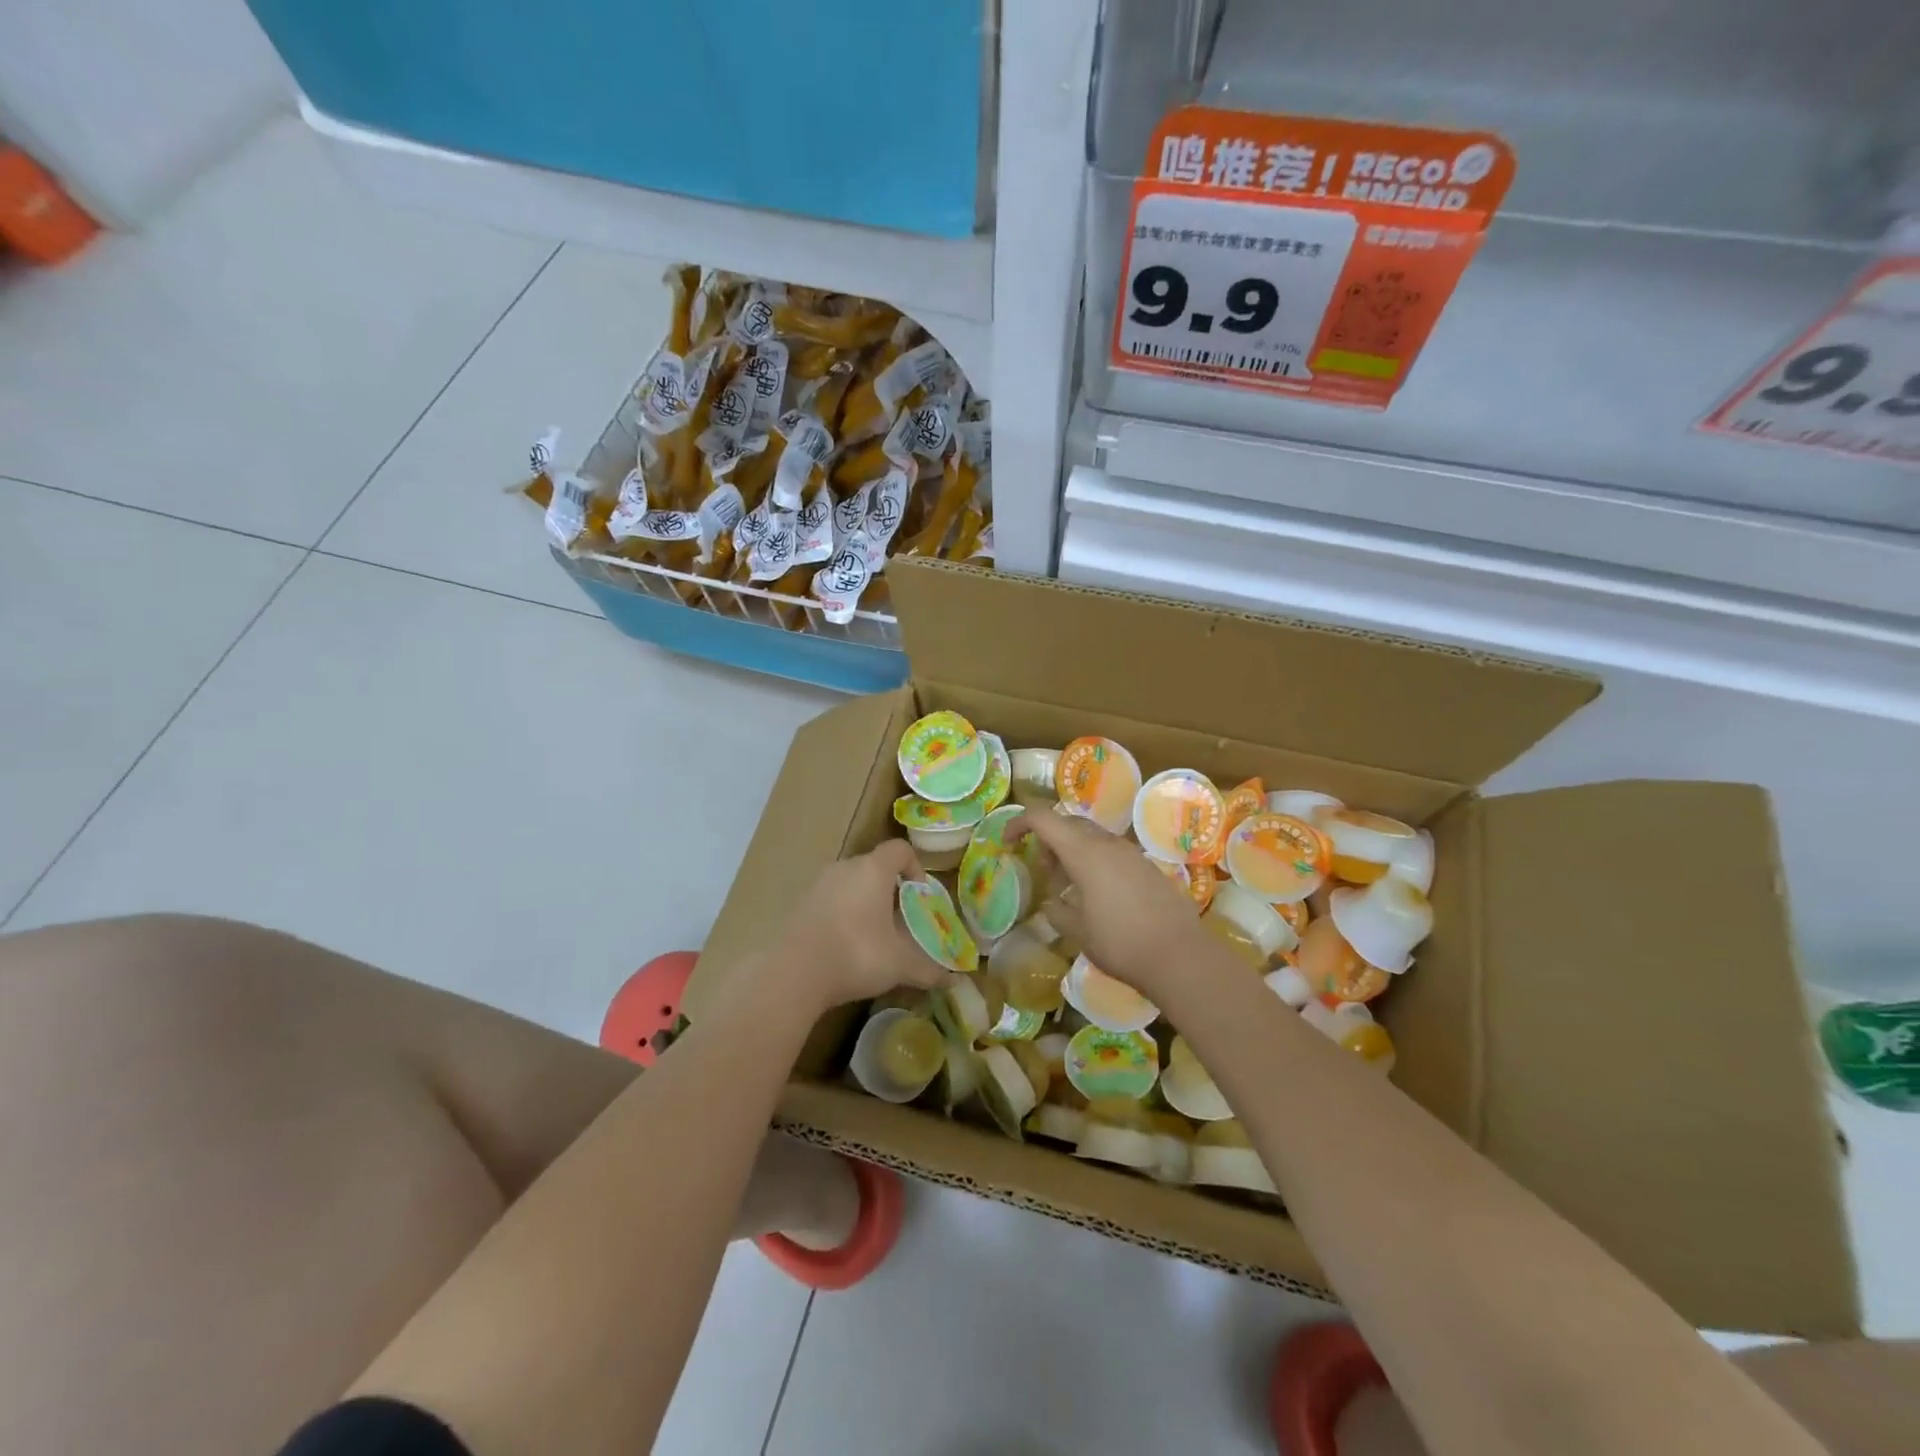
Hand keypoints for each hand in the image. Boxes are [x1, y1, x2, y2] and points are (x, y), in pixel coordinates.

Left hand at [774, 839, 953, 1014]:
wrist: (793, 972)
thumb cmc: (857, 954)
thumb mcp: (899, 965)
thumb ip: (928, 970)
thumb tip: (955, 981)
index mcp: (873, 869)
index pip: (900, 850)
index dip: (915, 868)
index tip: (919, 896)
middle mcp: (844, 867)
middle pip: (873, 867)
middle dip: (889, 890)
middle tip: (898, 921)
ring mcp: (817, 884)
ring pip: (849, 884)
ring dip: (863, 903)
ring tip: (872, 936)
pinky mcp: (798, 904)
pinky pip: (828, 900)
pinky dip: (840, 915)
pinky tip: (843, 946)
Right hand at [1009, 810, 1206, 1004]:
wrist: (1180, 956)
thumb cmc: (1120, 942)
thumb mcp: (1077, 931)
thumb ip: (1057, 911)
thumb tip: (1052, 903)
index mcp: (1084, 852)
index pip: (1043, 818)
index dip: (1020, 823)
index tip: (1007, 841)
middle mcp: (1107, 844)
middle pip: (1069, 824)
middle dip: (1048, 839)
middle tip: (1042, 869)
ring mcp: (1131, 853)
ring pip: (1092, 837)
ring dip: (1073, 851)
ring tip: (1068, 886)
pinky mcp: (1147, 867)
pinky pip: (1112, 852)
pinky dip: (1095, 862)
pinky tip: (1097, 895)